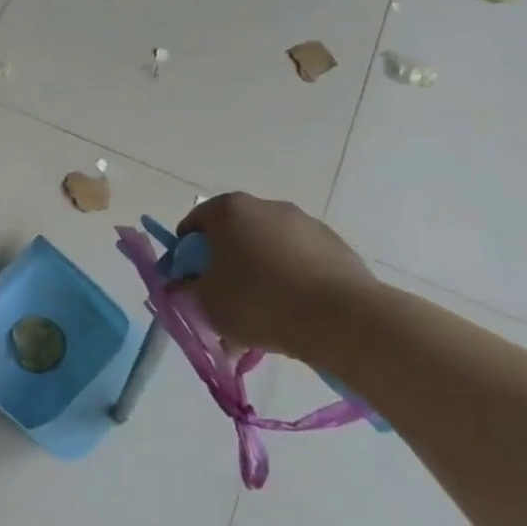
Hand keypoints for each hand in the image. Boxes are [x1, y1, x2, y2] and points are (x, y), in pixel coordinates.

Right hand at [174, 193, 377, 360]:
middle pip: (234, 233)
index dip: (186, 253)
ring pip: (269, 249)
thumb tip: (191, 284)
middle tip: (224, 297)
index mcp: (229, 210)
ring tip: (263, 313)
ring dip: (261, 272)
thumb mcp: (206, 301)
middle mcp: (267, 206)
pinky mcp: (336, 247)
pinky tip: (294, 312)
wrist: (341, 319)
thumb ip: (190, 288)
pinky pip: (300, 262)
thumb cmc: (258, 301)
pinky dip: (292, 280)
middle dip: (226, 262)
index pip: (194, 224)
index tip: (189, 281)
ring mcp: (306, 224)